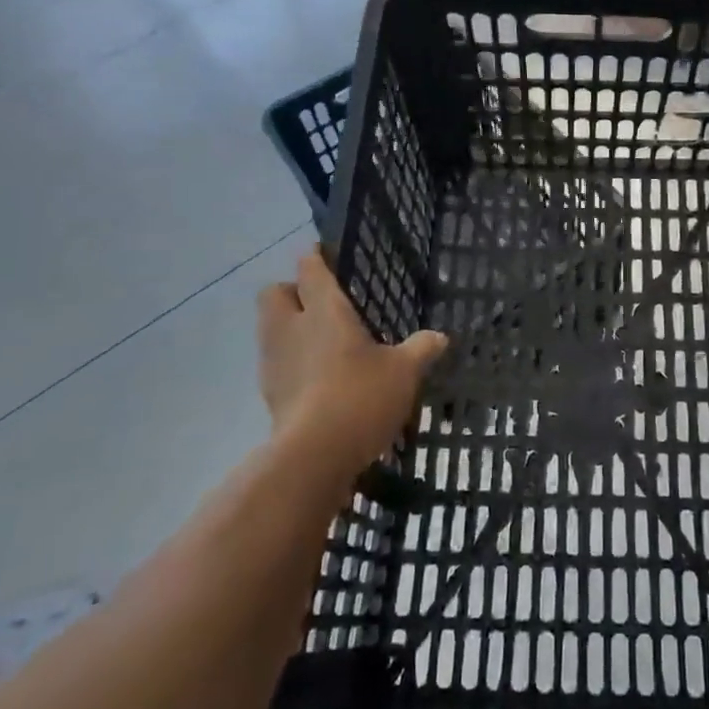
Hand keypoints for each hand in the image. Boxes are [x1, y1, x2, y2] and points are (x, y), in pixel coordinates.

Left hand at [256, 252, 446, 480]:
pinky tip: (317, 379)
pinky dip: (291, 363)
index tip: (323, 252)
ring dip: (289, 327)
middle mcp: (292, 327)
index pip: (310, 268)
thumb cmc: (361, 396)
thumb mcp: (404, 371)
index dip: (315, 256)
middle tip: (319, 302)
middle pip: (275, 293)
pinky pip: (276, 363)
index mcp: (325, 309)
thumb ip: (420, 349)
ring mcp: (275, 361)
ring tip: (321, 342)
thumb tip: (439, 337)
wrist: (314, 456)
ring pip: (270, 328)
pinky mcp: (269, 394)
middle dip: (291, 291)